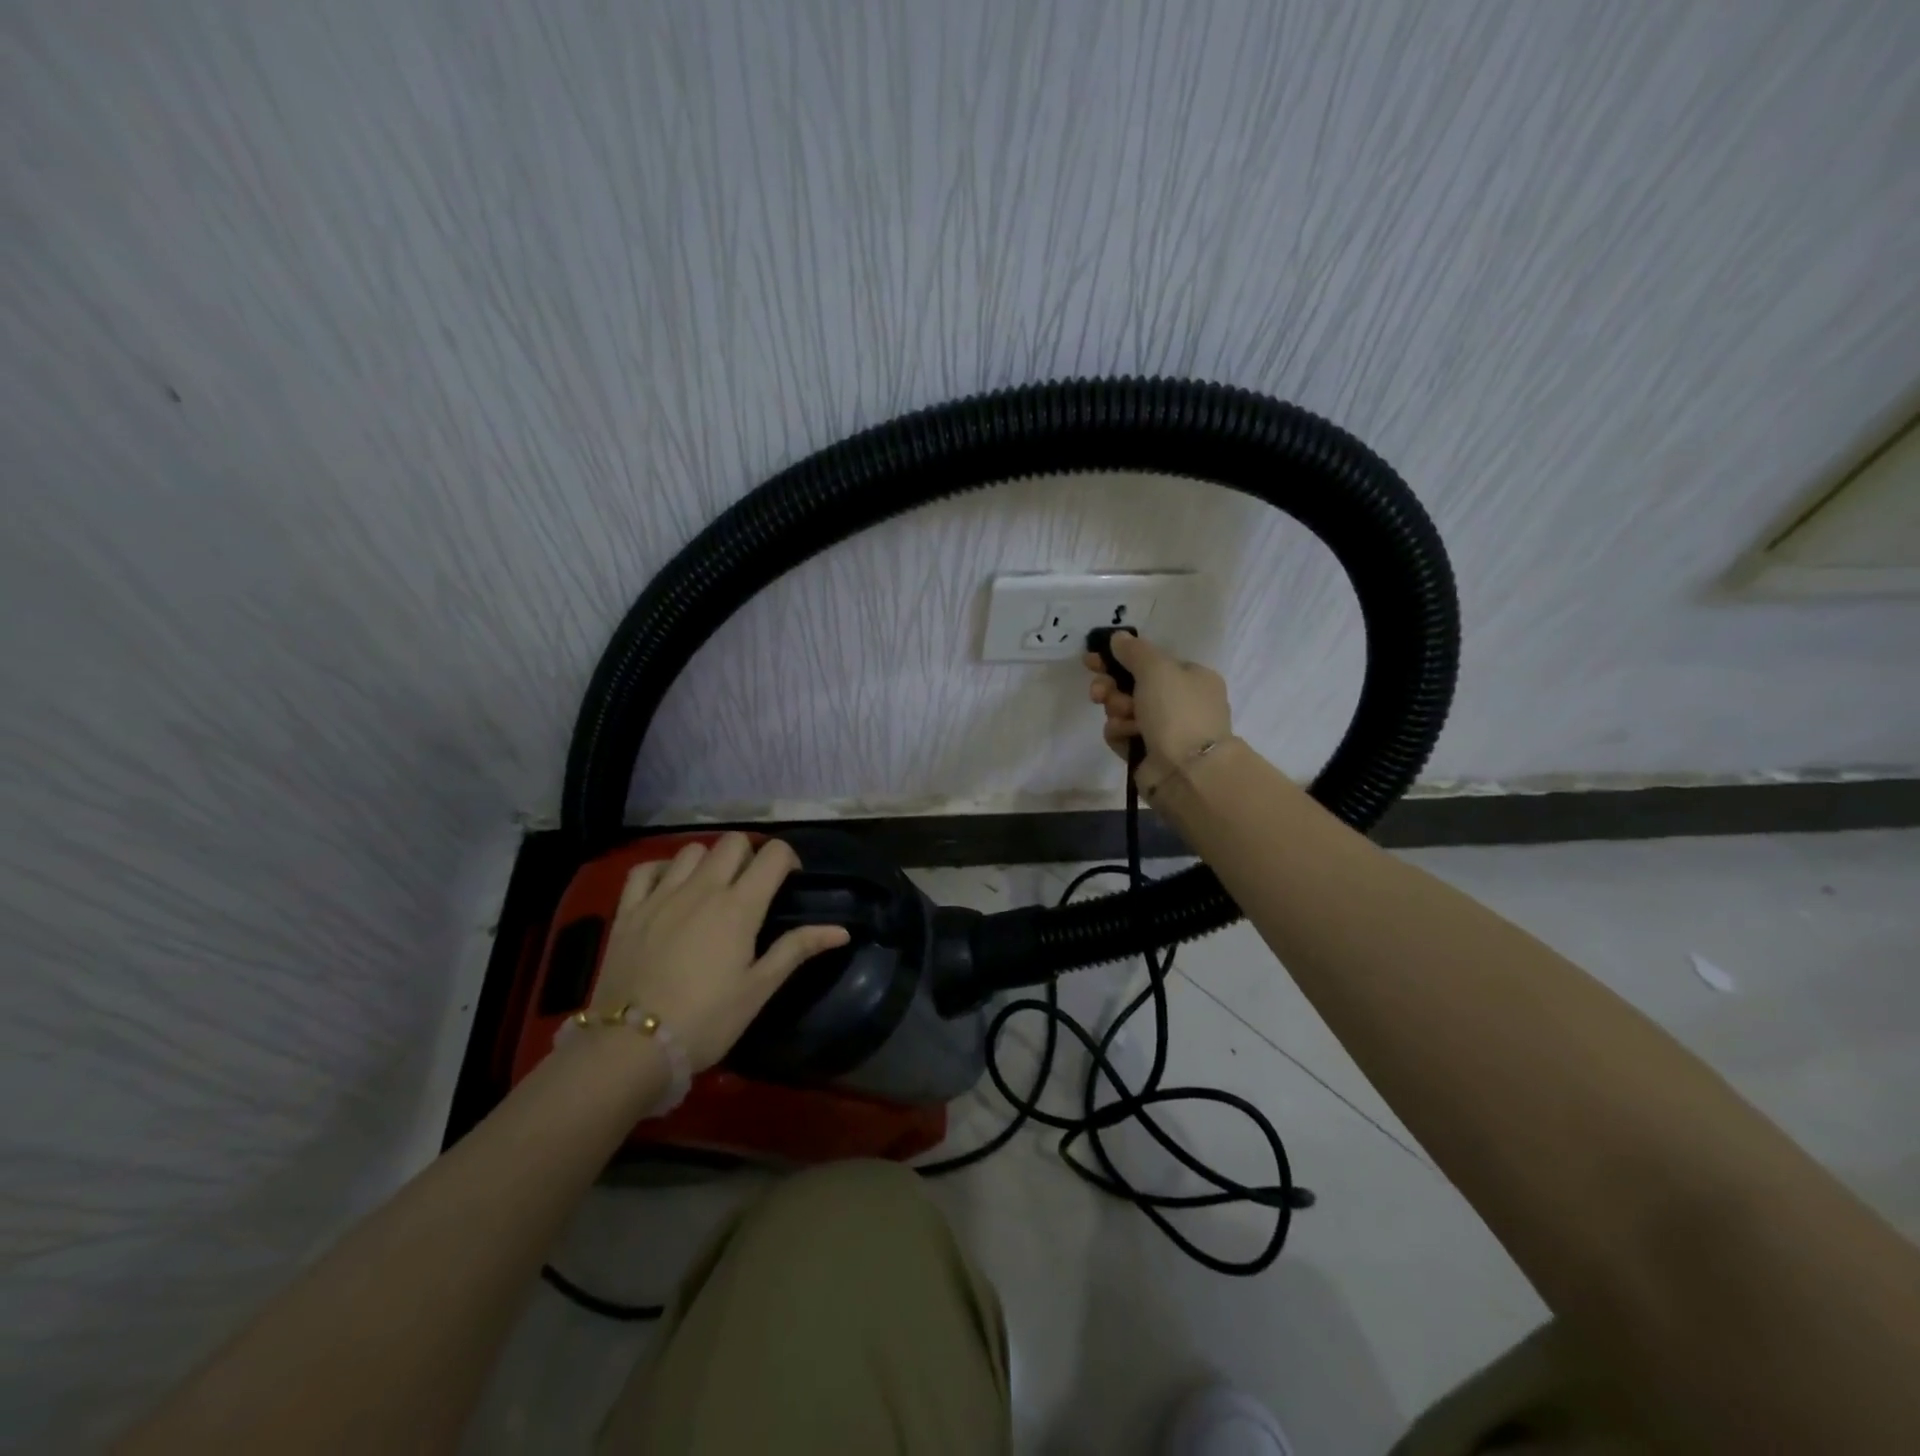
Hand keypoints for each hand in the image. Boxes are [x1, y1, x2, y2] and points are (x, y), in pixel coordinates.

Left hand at [590, 834, 850, 1070]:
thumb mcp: (759, 989)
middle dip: (749, 855)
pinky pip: (646, 869)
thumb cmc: (706, 1020)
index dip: (787, 859)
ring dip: (709, 861)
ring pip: (692, 849)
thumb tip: (841, 931)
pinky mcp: (628, 910)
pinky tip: (669, 888)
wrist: (632, 1047)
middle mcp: (702, 888)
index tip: (788, 882)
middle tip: (751, 887)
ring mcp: (661, 895)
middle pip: (733, 842)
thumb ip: (797, 949)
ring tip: (710, 889)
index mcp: (739, 906)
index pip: (773, 854)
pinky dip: (662, 870)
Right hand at [1085, 633, 1233, 796]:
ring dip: (1116, 710)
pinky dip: (1120, 733)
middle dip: (1112, 687)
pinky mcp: (1147, 753)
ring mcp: (1164, 730)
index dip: (1120, 658)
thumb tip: (1118, 638)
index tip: (1092, 659)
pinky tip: (1126, 736)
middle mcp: (1180, 702)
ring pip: (1123, 710)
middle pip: (1132, 685)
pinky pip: (1122, 734)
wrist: (1187, 771)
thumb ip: (1134, 650)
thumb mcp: (1157, 669)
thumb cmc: (1177, 711)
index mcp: (1192, 678)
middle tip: (1099, 691)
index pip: (1150, 662)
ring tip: (1122, 717)